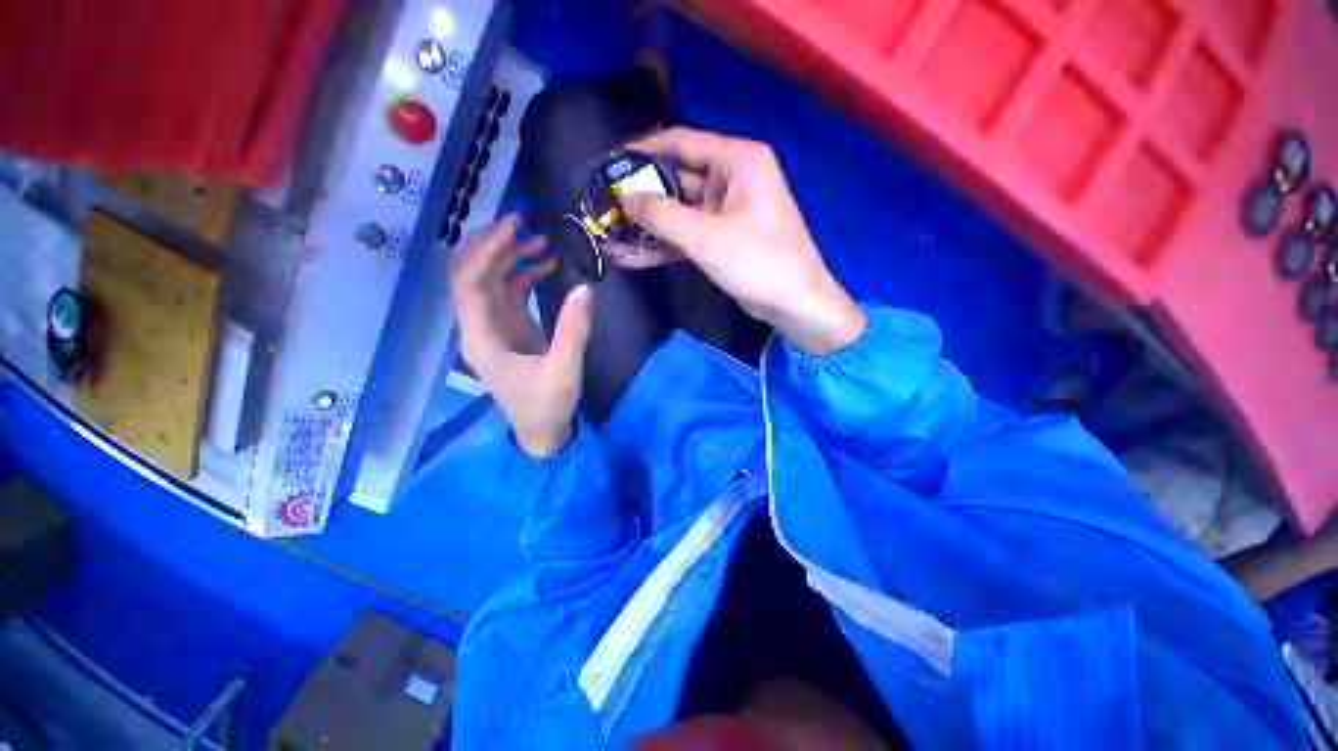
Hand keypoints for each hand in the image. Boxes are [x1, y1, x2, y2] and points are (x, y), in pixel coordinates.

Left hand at [449, 215, 593, 456]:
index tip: (513, 227)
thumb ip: (574, 330)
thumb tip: (585, 288)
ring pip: (488, 280)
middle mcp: (478, 328)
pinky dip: (522, 274)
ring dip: (507, 257)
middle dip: (490, 245)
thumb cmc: (547, 404)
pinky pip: (507, 292)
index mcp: (481, 339)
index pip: (468, 284)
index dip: (485, 251)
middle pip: (468, 275)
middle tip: (520, 222)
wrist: (542, 429)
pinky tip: (544, 264)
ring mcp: (492, 327)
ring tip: (538, 239)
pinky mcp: (508, 329)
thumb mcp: (565, 369)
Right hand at [610, 127, 864, 353]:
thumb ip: (663, 216)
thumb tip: (625, 199)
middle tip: (604, 205)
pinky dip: (663, 245)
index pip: (682, 142)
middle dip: (642, 195)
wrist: (793, 303)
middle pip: (677, 179)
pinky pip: (687, 235)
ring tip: (610, 233)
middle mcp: (732, 179)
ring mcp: (726, 212)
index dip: (644, 150)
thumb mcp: (707, 237)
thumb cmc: (758, 261)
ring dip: (648, 226)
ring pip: (679, 212)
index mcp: (737, 161)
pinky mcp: (721, 239)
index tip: (610, 161)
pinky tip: (632, 256)